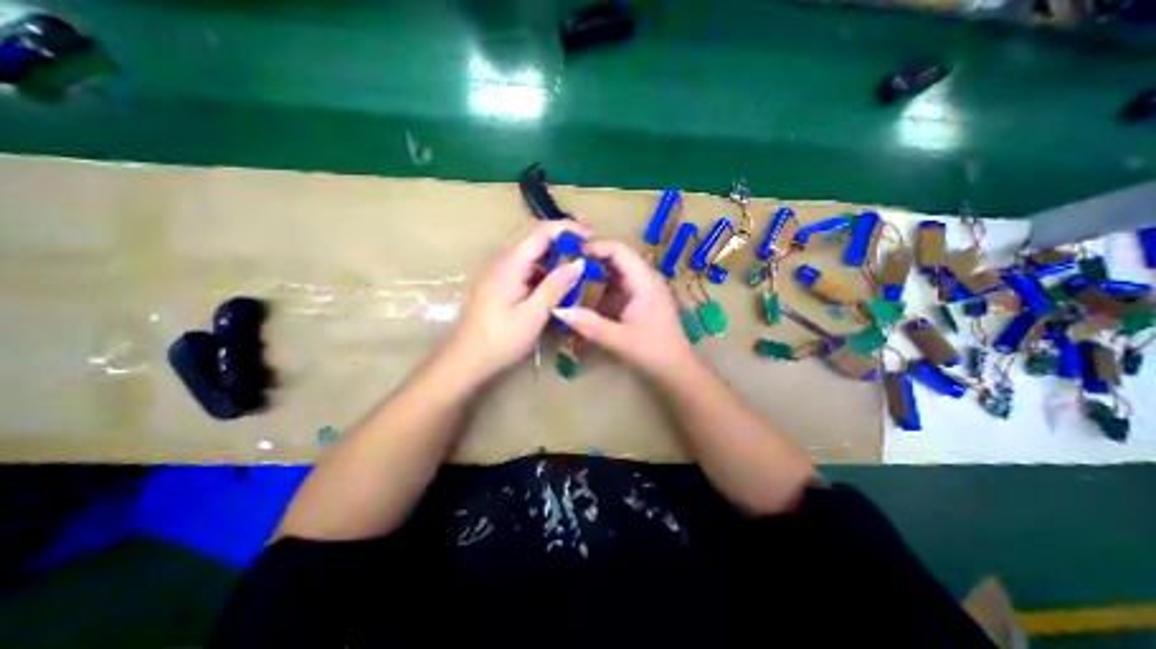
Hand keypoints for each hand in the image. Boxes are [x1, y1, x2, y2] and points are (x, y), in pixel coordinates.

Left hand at [445, 220, 589, 383]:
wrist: (468, 359)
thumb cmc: (500, 340)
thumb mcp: (532, 316)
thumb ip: (554, 287)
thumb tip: (578, 263)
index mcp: (509, 266)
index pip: (540, 232)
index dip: (566, 229)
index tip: (590, 235)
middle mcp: (503, 261)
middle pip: (534, 235)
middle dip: (561, 234)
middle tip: (587, 243)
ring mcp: (501, 271)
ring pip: (530, 250)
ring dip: (554, 250)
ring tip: (577, 259)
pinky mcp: (502, 283)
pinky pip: (526, 265)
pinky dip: (545, 265)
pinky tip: (558, 277)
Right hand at [552, 242, 692, 376]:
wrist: (676, 370)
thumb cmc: (655, 353)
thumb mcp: (621, 340)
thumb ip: (591, 325)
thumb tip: (559, 310)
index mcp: (645, 282)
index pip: (620, 251)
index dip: (595, 247)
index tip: (570, 254)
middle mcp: (643, 280)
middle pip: (615, 259)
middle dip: (590, 260)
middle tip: (563, 266)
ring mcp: (640, 291)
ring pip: (613, 273)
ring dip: (593, 274)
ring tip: (568, 279)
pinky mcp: (636, 302)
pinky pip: (614, 288)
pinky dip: (598, 289)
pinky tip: (582, 297)